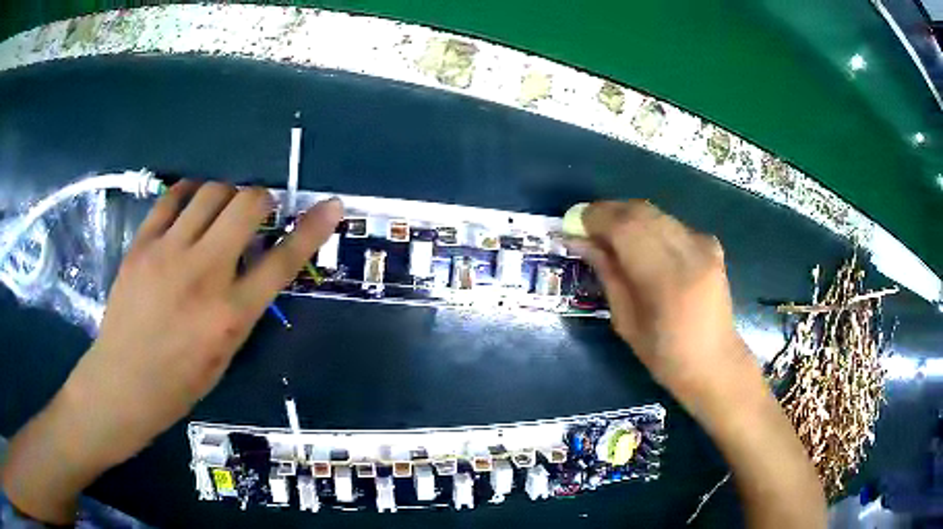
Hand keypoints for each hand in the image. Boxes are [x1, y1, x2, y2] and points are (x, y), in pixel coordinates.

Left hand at [1, 181, 342, 522]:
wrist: (123, 384)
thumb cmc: (179, 383)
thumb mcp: (225, 352)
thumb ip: (243, 303)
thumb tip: (254, 261)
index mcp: (231, 315)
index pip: (283, 260)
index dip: (312, 228)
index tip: (332, 205)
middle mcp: (204, 275)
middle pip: (246, 205)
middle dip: (262, 199)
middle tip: (257, 211)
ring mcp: (168, 253)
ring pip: (212, 191)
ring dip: (227, 194)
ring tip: (221, 210)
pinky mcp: (142, 244)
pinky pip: (173, 198)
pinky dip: (190, 193)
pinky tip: (190, 204)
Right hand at [570, 200, 749, 413]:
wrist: (714, 361)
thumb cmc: (665, 355)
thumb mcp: (625, 321)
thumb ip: (606, 274)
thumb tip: (579, 241)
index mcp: (666, 279)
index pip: (625, 227)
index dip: (596, 218)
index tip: (573, 223)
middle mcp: (689, 251)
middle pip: (640, 211)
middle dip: (608, 212)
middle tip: (587, 227)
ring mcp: (703, 244)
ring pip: (655, 212)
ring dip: (627, 216)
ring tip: (610, 234)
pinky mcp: (711, 243)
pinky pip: (671, 223)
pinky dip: (649, 226)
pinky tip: (643, 244)